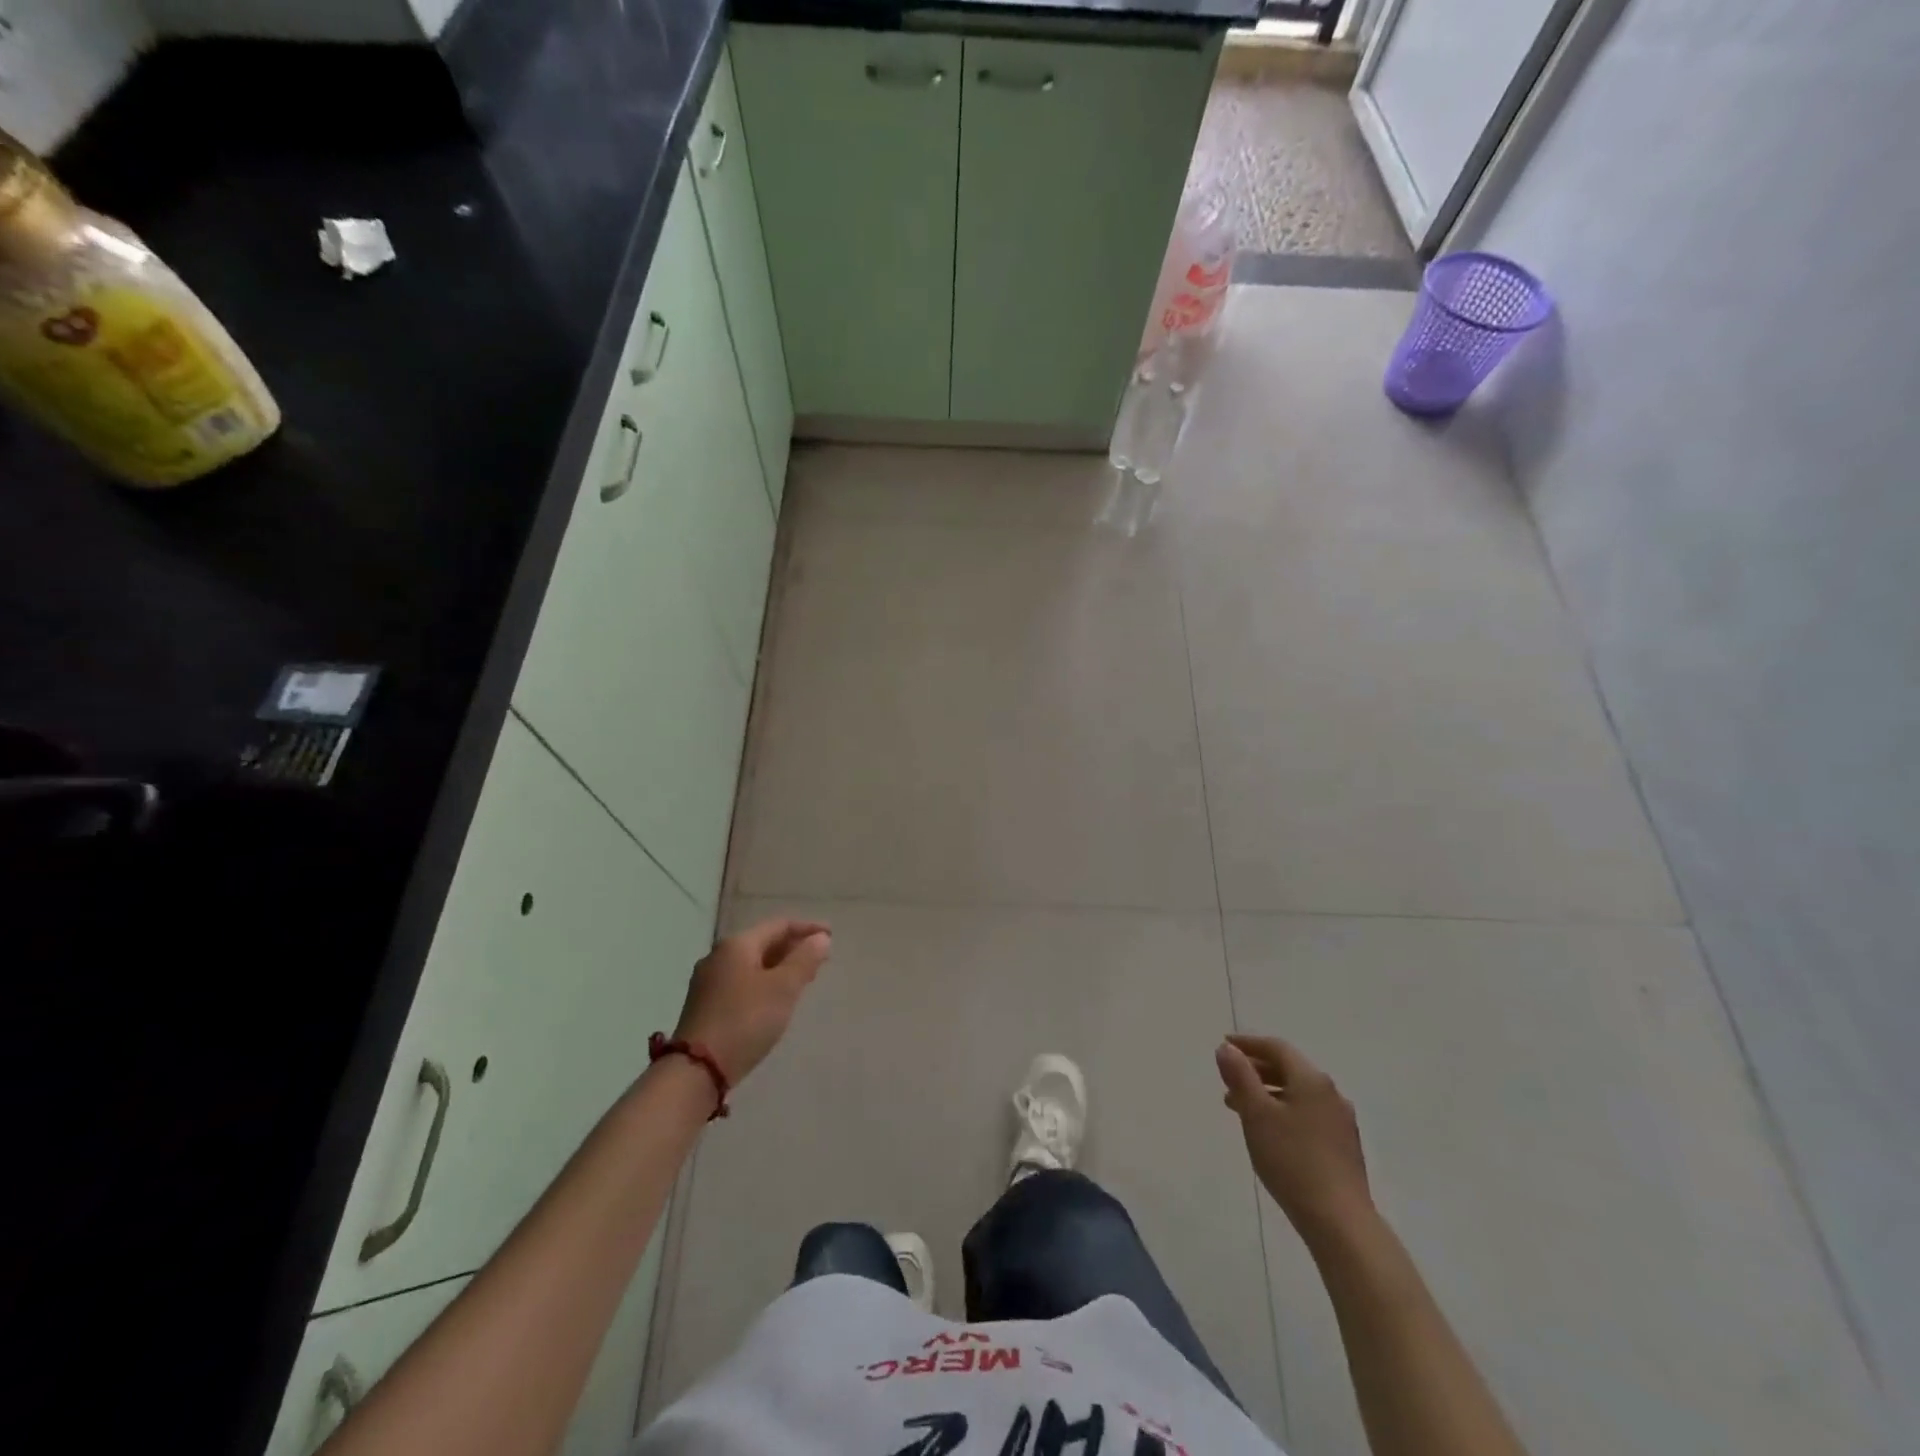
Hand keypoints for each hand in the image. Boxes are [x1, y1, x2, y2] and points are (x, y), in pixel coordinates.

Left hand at [673, 919, 830, 1084]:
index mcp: (737, 945)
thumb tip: (821, 938)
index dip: (808, 928)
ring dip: (780, 966)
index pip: (779, 925)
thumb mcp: (783, 988)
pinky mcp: (705, 1004)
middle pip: (764, 942)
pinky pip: (742, 981)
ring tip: (802, 978)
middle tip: (820, 959)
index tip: (831, 935)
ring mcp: (708, 981)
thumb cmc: (745, 1021)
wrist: (696, 1070)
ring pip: (752, 963)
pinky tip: (775, 998)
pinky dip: (764, 981)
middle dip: (793, 948)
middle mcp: (718, 956)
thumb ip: (804, 960)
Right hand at [1217, 1034, 1373, 1246]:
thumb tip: (1227, 1049)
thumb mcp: (1256, 1113)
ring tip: (1240, 1108)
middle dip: (1256, 1069)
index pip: (1276, 1047)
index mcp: (1311, 1079)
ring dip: (1267, 1092)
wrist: (1340, 1222)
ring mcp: (1341, 1121)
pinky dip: (1283, 1111)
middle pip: (1289, 1069)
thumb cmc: (1292, 1160)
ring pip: (1297, 1093)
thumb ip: (1240, 1076)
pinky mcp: (1343, 1147)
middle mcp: (1331, 1093)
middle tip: (1227, 1077)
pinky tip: (1270, 1132)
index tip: (1223, 1046)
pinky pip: (1307, 1113)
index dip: (1248, 1044)